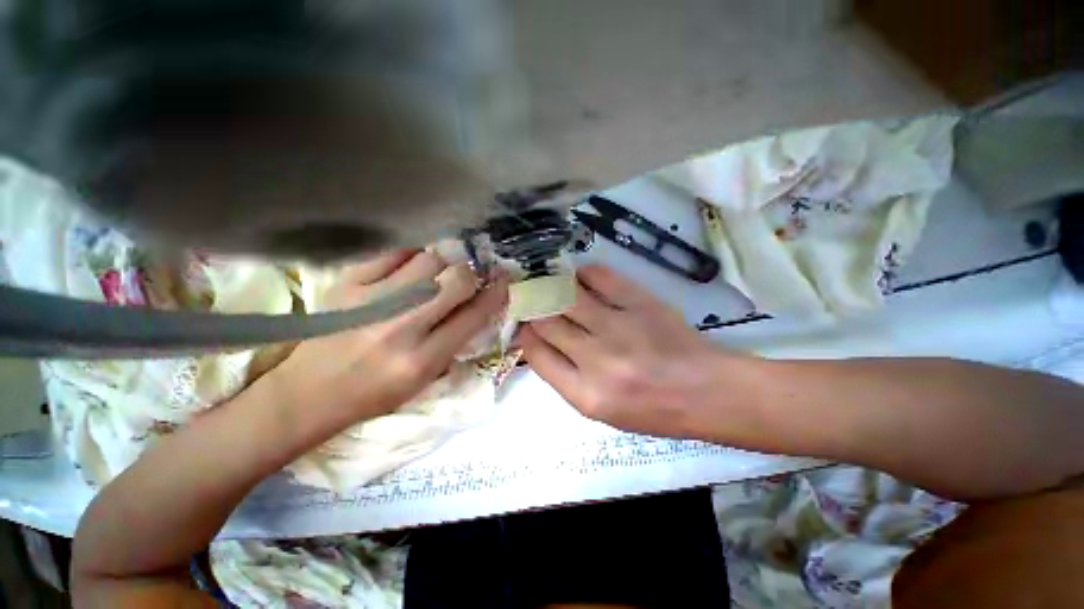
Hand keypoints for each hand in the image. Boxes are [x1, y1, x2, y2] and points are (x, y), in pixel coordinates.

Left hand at [265, 250, 508, 436]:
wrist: (309, 392)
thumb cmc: (375, 393)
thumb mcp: (425, 379)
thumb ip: (455, 340)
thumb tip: (479, 303)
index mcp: (424, 359)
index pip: (475, 315)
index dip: (495, 293)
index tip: (502, 281)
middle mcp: (402, 327)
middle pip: (457, 280)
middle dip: (471, 275)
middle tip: (468, 276)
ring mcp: (372, 301)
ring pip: (429, 259)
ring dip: (441, 264)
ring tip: (435, 273)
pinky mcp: (347, 284)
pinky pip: (393, 252)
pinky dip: (410, 255)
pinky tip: (409, 266)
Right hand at [521, 266, 750, 439]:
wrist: (706, 391)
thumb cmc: (652, 409)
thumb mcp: (601, 409)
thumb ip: (566, 377)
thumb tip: (539, 342)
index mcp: (586, 395)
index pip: (537, 355)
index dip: (524, 336)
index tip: (524, 326)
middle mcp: (598, 361)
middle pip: (547, 322)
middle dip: (534, 310)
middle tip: (532, 302)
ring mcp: (619, 327)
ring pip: (567, 297)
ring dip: (552, 288)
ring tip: (549, 285)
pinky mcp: (640, 303)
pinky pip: (600, 277)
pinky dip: (583, 274)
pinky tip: (579, 277)